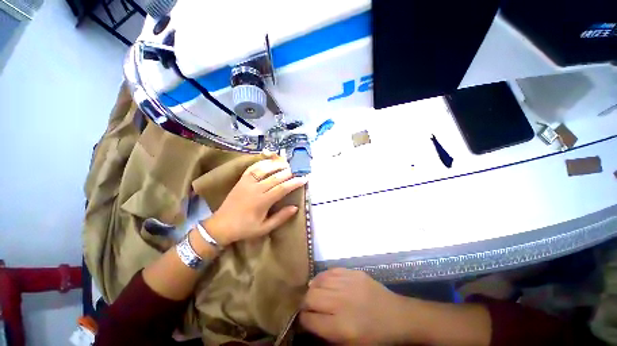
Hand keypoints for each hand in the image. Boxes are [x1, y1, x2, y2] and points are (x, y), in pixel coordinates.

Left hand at [204, 154, 307, 245]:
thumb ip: (280, 217)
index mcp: (262, 201)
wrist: (221, 225)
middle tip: (298, 170)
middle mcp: (256, 189)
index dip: (294, 182)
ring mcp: (247, 182)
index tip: (304, 179)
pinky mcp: (242, 180)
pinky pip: (253, 168)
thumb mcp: (264, 228)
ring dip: (277, 165)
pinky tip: (270, 161)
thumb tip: (295, 207)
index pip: (282, 188)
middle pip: (276, 177)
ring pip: (265, 169)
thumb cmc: (245, 228)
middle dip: (289, 172)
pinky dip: (262, 163)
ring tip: (287, 163)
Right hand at [299, 268, 407, 344]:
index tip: (304, 319)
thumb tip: (309, 321)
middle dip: (305, 303)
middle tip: (309, 306)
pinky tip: (324, 282)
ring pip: (318, 281)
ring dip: (313, 288)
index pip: (309, 319)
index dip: (303, 320)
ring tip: (315, 293)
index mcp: (341, 327)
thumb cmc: (374, 337)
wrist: (397, 316)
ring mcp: (348, 284)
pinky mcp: (353, 273)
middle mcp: (341, 302)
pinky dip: (323, 277)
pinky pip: (330, 271)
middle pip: (310, 297)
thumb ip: (327, 335)